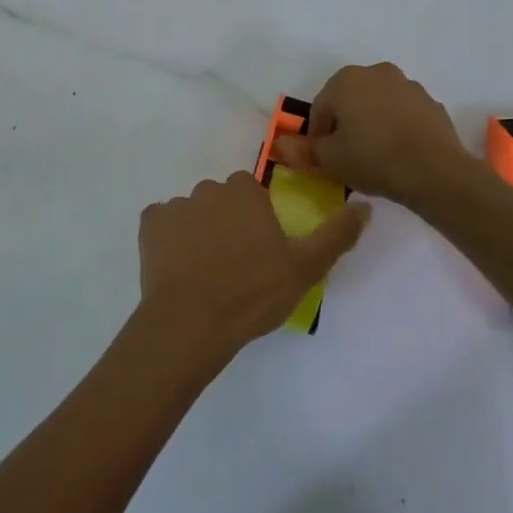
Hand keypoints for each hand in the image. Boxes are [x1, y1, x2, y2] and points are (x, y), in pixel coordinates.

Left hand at [138, 172, 369, 365]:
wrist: (192, 322)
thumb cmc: (253, 293)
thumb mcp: (306, 267)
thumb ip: (337, 233)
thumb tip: (364, 204)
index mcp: (244, 192)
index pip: (250, 189)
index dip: (255, 215)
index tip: (259, 246)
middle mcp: (208, 189)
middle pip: (220, 199)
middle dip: (226, 220)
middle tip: (235, 262)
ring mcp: (175, 206)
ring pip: (191, 212)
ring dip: (198, 230)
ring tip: (205, 271)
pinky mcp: (148, 226)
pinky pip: (161, 224)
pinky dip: (168, 239)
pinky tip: (178, 267)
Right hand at [272, 62, 474, 207]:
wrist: (434, 171)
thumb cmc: (372, 158)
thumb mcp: (330, 159)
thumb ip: (304, 149)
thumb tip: (281, 146)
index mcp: (346, 80)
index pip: (320, 108)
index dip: (318, 136)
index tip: (323, 158)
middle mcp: (377, 73)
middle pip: (350, 101)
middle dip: (345, 124)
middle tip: (346, 155)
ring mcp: (408, 86)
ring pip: (378, 105)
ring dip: (371, 124)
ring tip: (374, 156)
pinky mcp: (431, 103)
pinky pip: (403, 115)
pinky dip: (396, 128)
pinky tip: (398, 154)